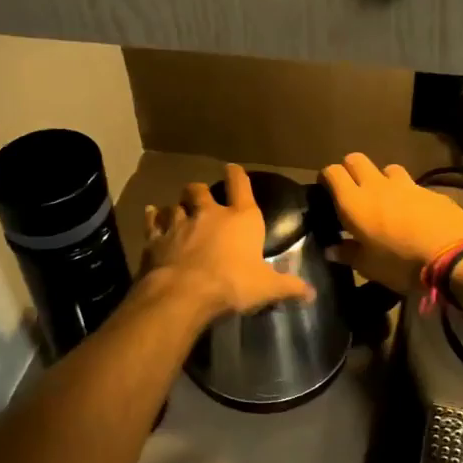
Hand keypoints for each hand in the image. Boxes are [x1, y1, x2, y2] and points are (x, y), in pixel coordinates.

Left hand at [143, 164, 315, 320]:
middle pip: (200, 191)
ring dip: (177, 206)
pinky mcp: (156, 239)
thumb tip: (312, 293)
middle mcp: (209, 214)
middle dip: (200, 192)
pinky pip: (153, 222)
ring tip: (177, 210)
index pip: (241, 186)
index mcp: (241, 219)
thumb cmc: (232, 285)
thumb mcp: (267, 288)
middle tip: (200, 196)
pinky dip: (153, 217)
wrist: (184, 293)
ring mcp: (179, 224)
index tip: (233, 169)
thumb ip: (289, 287)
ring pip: (175, 205)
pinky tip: (151, 213)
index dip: (238, 176)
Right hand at [319, 153, 462, 295]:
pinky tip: (413, 213)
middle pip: (356, 160)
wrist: (453, 256)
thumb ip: (348, 254)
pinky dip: (407, 194)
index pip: (333, 172)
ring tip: (384, 199)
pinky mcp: (430, 190)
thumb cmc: (401, 264)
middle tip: (351, 191)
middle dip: (350, 170)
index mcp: (354, 202)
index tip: (325, 190)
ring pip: (386, 168)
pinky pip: (412, 185)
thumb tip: (331, 249)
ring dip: (381, 178)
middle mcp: (376, 186)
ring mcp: (406, 185)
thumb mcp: (369, 267)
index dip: (326, 177)